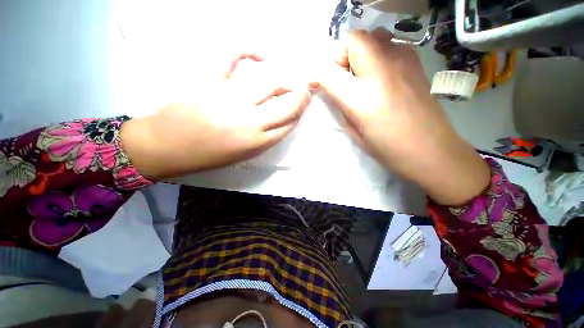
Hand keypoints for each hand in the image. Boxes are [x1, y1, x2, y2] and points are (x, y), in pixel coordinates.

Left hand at [121, 54, 311, 178]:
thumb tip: (280, 122)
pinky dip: (247, 51)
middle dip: (301, 97)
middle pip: (286, 105)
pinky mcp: (211, 82)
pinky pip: (232, 59)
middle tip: (305, 91)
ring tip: (286, 82)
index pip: (289, 124)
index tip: (303, 107)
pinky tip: (259, 55)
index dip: (299, 114)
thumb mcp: (244, 155)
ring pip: (269, 84)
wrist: (167, 147)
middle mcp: (249, 121)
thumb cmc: (208, 156)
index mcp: (257, 142)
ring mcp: (231, 99)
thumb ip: (265, 139)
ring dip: (283, 82)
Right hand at [314, 29, 489, 204]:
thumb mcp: (355, 132)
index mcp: (361, 98)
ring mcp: (402, 61)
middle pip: (352, 39)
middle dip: (340, 55)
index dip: (316, 74)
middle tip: (342, 77)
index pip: (328, 71)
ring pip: (372, 35)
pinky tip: (381, 75)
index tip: (315, 83)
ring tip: (361, 75)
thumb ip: (341, 106)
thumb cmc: (388, 148)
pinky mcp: (415, 61)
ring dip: (359, 52)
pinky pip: (389, 43)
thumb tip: (333, 90)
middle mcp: (381, 71)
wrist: (432, 150)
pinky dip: (377, 53)